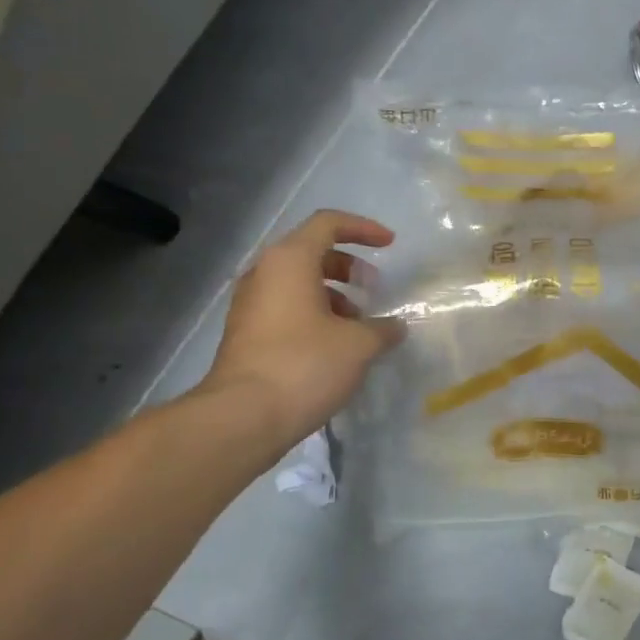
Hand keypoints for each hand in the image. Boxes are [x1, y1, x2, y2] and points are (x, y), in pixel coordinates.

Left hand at [196, 210, 404, 453]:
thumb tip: (394, 326)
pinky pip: (286, 309)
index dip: (363, 229)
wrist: (244, 415)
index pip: (328, 224)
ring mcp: (250, 304)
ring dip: (333, 296)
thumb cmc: (305, 365)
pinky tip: (336, 347)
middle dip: (349, 267)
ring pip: (298, 284)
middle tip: (374, 290)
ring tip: (359, 326)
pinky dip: (315, 315)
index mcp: (289, 261)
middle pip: (311, 253)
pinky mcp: (247, 334)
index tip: (390, 245)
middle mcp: (264, 273)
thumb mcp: (358, 345)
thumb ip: (382, 329)